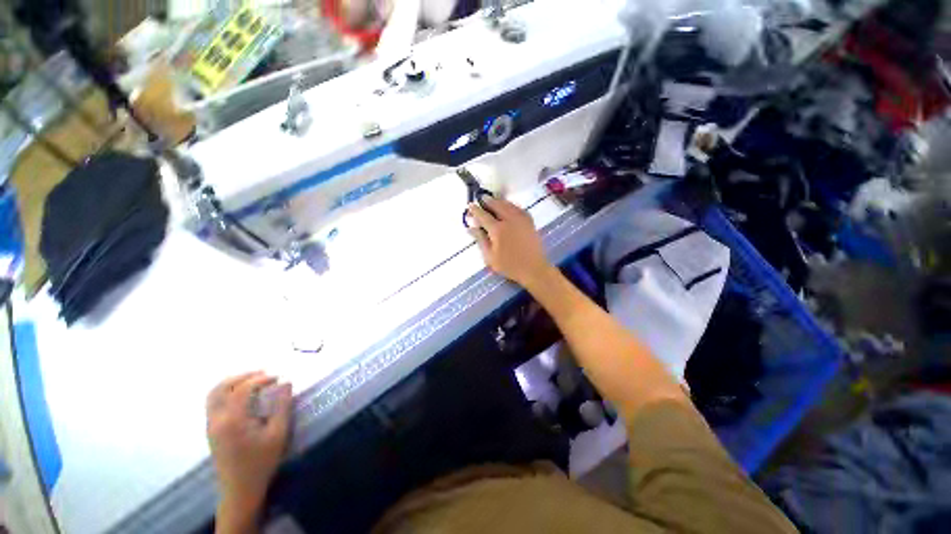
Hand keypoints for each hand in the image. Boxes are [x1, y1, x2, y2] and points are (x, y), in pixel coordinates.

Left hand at [207, 372, 292, 528]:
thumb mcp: (278, 434)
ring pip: (213, 395)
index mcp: (233, 420)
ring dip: (232, 383)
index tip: (277, 377)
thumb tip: (286, 382)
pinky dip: (226, 392)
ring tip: (252, 380)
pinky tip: (241, 395)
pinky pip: (213, 403)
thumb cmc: (262, 461)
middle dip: (242, 376)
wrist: (240, 489)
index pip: (242, 389)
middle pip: (221, 388)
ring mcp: (210, 425)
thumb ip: (282, 406)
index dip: (260, 379)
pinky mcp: (211, 430)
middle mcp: (217, 420)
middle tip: (263, 374)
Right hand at [467, 197, 555, 287]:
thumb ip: (480, 240)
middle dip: (488, 201)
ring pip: (508, 204)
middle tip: (481, 199)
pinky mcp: (529, 221)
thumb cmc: (509, 266)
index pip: (483, 215)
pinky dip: (510, 205)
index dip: (475, 210)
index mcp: (497, 229)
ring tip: (493, 200)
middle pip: (496, 205)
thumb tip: (471, 227)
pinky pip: (518, 208)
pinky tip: (508, 207)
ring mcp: (521, 219)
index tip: (470, 205)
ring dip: (499, 201)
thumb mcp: (490, 257)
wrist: (533, 269)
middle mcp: (509, 220)